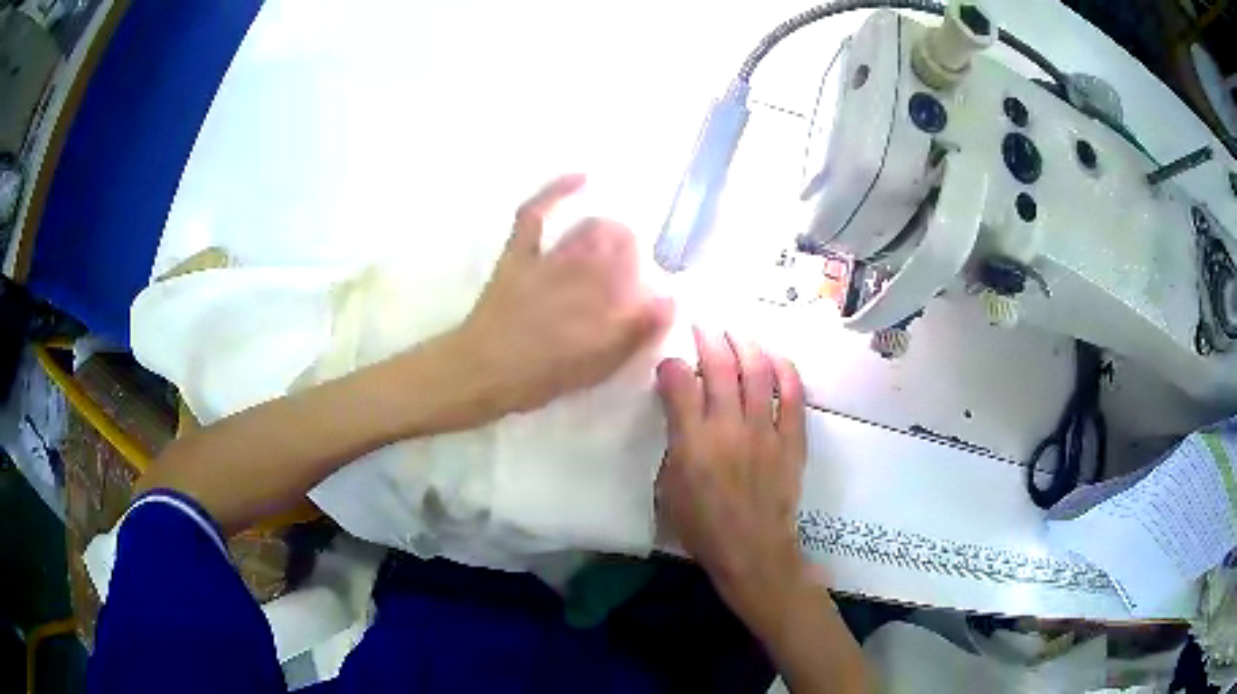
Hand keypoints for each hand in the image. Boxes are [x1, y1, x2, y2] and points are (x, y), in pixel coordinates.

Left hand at [456, 174, 673, 418]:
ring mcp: (550, 258)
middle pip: (620, 249)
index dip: (649, 285)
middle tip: (632, 268)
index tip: (651, 295)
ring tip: (617, 237)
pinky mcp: (521, 253)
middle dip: (632, 254)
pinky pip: (536, 214)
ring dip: (609, 232)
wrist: (484, 370)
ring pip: (589, 231)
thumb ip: (635, 333)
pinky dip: (557, 191)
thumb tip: (669, 301)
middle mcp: (583, 274)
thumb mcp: (596, 366)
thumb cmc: (540, 376)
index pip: (641, 279)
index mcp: (605, 302)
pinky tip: (581, 178)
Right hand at [655, 330, 809, 621]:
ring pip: (758, 371)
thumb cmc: (703, 526)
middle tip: (705, 327)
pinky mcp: (792, 439)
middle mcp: (729, 428)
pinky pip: (792, 395)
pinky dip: (785, 370)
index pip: (679, 384)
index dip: (672, 365)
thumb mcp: (669, 487)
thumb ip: (674, 442)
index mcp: (693, 443)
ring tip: (737, 334)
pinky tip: (775, 356)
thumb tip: (680, 409)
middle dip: (710, 338)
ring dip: (746, 344)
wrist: (753, 550)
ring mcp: (765, 431)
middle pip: (721, 366)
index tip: (671, 362)